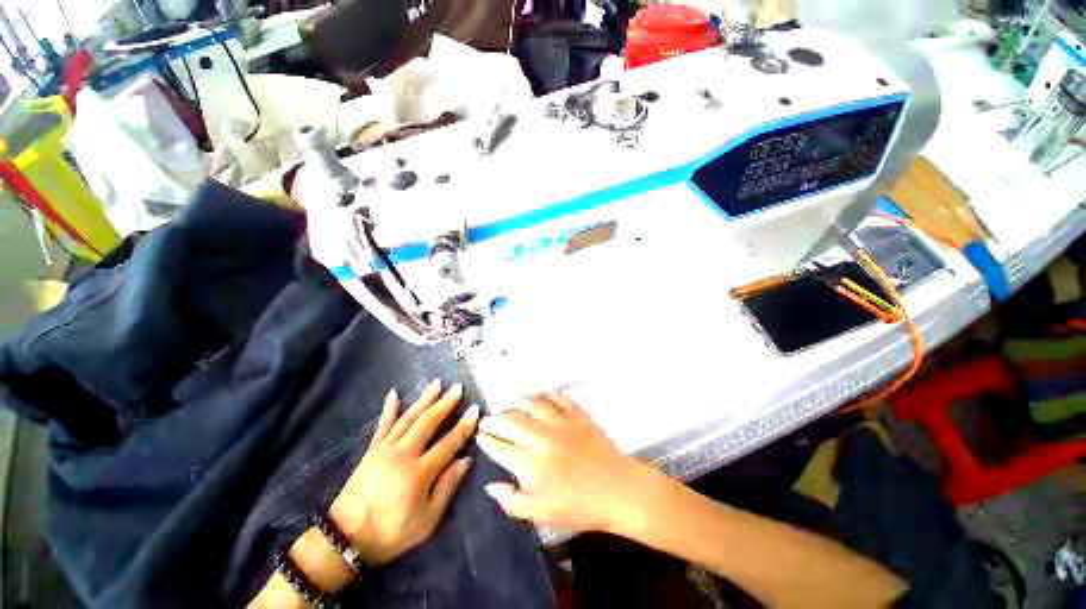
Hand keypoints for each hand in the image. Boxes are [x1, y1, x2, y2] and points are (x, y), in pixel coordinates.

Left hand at [329, 379, 478, 564]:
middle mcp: (403, 454)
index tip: (475, 409)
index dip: (464, 426)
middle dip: (445, 403)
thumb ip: (447, 487)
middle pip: (428, 423)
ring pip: (408, 418)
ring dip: (424, 399)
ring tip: (436, 383)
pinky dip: (389, 408)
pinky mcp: (371, 451)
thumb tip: (466, 459)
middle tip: (458, 388)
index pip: (448, 443)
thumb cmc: (391, 533)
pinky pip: (383, 425)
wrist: (345, 539)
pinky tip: (394, 393)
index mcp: (419, 473)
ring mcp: (385, 450)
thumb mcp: (426, 520)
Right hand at [476, 392, 653, 533]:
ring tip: (508, 403)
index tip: (480, 436)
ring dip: (516, 402)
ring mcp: (561, 422)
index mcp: (531, 464)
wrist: (619, 490)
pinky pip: (557, 397)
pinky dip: (545, 394)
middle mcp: (542, 438)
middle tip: (488, 418)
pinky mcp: (577, 414)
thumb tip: (490, 484)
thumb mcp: (542, 514)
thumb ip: (512, 501)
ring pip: (532, 405)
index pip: (500, 447)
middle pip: (511, 422)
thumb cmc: (580, 506)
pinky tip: (538, 395)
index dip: (487, 440)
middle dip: (495, 419)